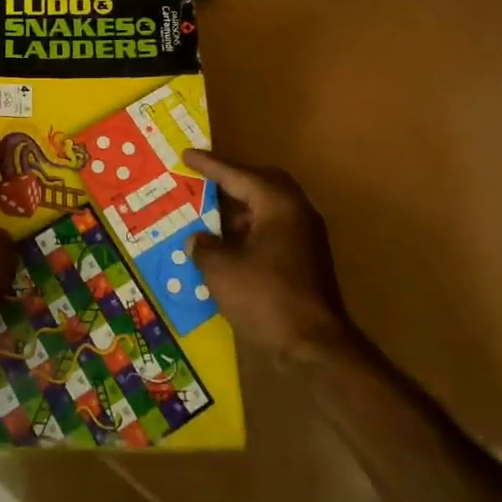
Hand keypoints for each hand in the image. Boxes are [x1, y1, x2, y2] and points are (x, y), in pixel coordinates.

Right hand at [184, 150, 359, 362]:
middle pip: (260, 184)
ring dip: (239, 209)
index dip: (209, 165)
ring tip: (209, 214)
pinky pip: (273, 230)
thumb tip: (197, 239)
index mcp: (277, 203)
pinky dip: (250, 231)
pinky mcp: (307, 260)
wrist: (315, 346)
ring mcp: (306, 236)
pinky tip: (228, 246)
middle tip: (203, 179)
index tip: (186, 155)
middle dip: (231, 182)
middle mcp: (296, 211)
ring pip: (267, 209)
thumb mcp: (221, 270)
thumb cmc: (265, 297)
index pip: (237, 175)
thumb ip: (204, 246)